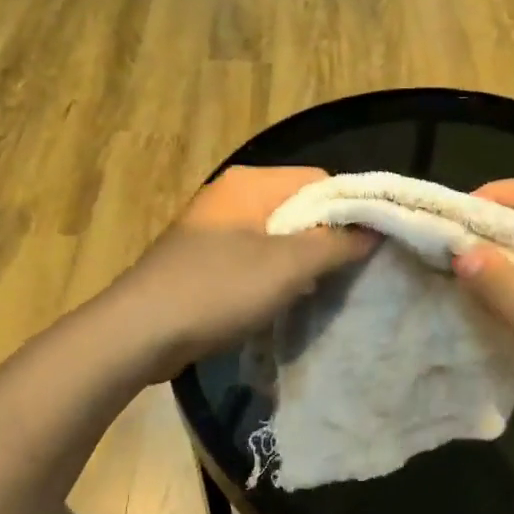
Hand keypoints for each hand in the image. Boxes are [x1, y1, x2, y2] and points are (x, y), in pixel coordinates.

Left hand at [112, 166, 374, 381]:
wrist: (139, 332)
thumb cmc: (217, 289)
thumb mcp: (287, 266)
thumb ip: (335, 244)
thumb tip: (374, 229)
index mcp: (250, 183)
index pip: (319, 181)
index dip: (348, 210)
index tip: (367, 247)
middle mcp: (231, 196)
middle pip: (297, 208)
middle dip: (324, 239)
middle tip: (343, 274)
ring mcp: (213, 229)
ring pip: (276, 236)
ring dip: (299, 262)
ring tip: (315, 291)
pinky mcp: (203, 260)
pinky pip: (252, 258)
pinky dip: (271, 276)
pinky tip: (279, 302)